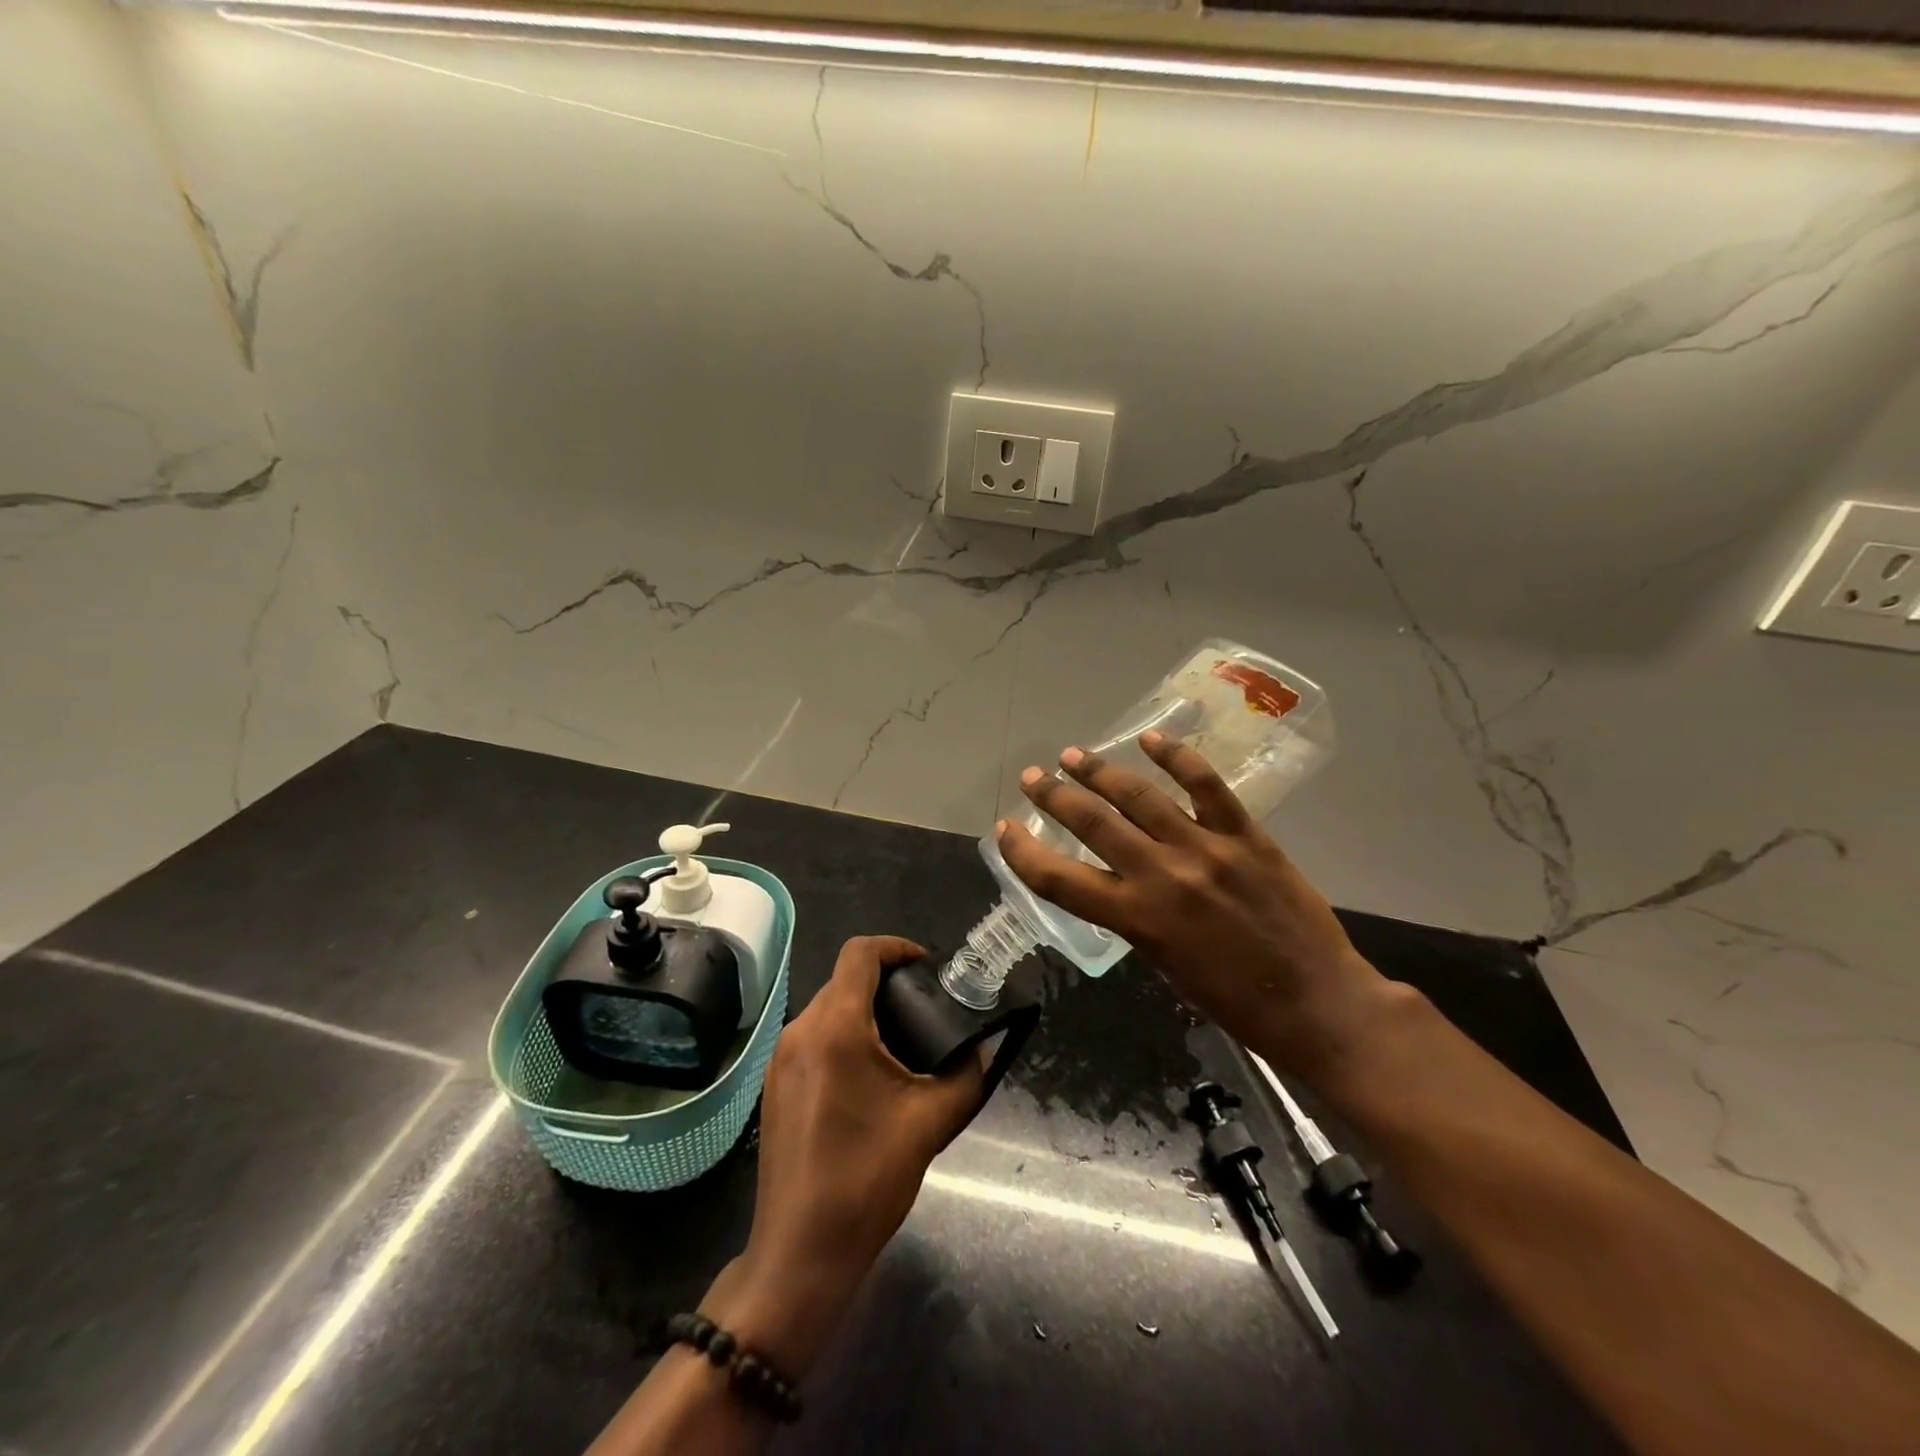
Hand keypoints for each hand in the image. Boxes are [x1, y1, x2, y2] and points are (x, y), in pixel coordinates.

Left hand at [703, 936, 984, 1376]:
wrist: (800, 1254)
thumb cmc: (866, 1181)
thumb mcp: (931, 1122)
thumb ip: (967, 1075)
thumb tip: (984, 1047)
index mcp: (836, 1028)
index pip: (860, 953)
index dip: (897, 947)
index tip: (928, 967)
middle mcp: (800, 1031)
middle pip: (844, 980)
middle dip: (886, 983)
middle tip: (926, 1008)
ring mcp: (780, 1059)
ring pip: (827, 1009)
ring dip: (864, 1010)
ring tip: (903, 1041)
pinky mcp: (774, 1085)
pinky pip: (813, 1038)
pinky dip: (843, 1036)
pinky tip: (869, 1076)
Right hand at [996, 731, 1395, 1087]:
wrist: (1317, 1003)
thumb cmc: (1236, 1002)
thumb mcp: (1166, 965)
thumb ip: (1137, 918)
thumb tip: (1121, 882)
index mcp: (1137, 919)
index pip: (1059, 879)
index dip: (1023, 852)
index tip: (1005, 830)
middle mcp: (1162, 876)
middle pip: (1092, 823)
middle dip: (1054, 796)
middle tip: (1034, 777)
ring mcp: (1205, 849)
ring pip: (1139, 796)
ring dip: (1099, 772)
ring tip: (1074, 755)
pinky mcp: (1245, 835)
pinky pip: (1205, 785)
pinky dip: (1175, 757)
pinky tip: (1151, 739)